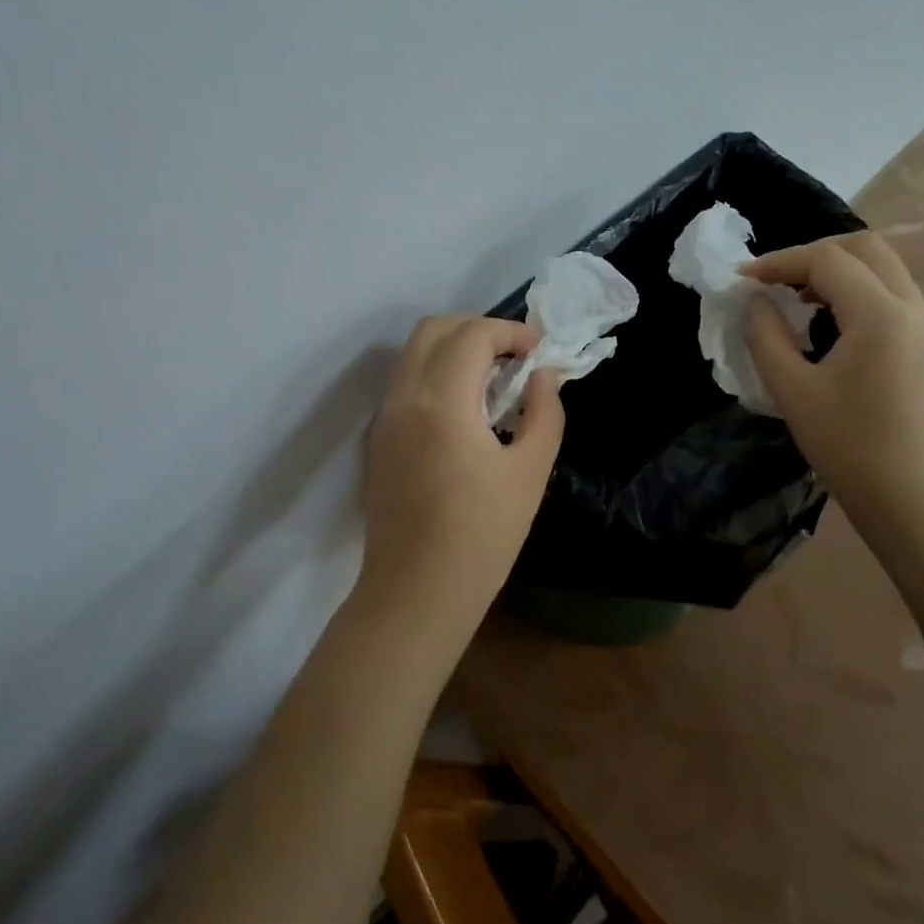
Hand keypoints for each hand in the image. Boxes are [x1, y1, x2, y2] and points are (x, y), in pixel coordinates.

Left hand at [359, 316, 565, 637]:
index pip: (473, 334)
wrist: (415, 594)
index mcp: (442, 401)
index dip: (511, 332)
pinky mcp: (379, 439)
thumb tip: (543, 377)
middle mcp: (404, 397)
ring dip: (455, 350)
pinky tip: (466, 412)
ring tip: (494, 382)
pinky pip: (406, 383)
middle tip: (514, 359)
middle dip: (478, 330)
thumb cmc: (481, 536)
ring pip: (414, 354)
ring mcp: (385, 417)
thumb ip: (544, 413)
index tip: (540, 352)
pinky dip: (437, 375)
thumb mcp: (530, 472)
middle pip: (434, 330)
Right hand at [743, 233, 923, 526]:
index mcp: (881, 315)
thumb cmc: (850, 449)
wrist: (920, 506)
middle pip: (866, 249)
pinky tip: (830, 324)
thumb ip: (766, 336)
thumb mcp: (793, 391)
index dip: (780, 262)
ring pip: (885, 270)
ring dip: (838, 271)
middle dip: (814, 254)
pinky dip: (858, 292)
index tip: (743, 281)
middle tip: (775, 279)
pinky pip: (894, 297)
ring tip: (798, 299)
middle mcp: (914, 310)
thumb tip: (756, 302)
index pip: (827, 260)